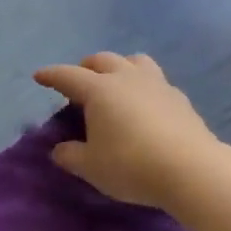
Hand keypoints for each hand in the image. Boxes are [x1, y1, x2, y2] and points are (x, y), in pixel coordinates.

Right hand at [33, 52, 225, 208]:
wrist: (191, 170)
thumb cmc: (130, 165)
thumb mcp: (89, 166)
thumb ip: (70, 155)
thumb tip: (60, 149)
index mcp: (99, 90)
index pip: (68, 76)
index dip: (51, 75)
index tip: (39, 76)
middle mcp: (127, 79)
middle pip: (103, 60)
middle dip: (86, 67)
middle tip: (77, 82)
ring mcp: (157, 85)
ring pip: (134, 61)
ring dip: (119, 67)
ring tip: (114, 84)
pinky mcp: (179, 99)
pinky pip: (155, 81)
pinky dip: (141, 86)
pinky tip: (142, 104)